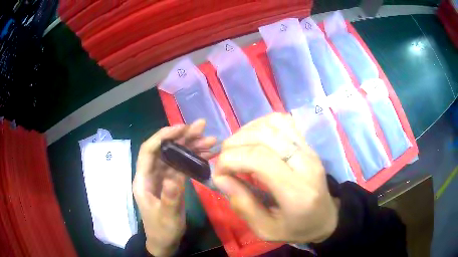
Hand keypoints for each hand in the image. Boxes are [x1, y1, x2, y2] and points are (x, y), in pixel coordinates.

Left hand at [133, 120, 216, 256]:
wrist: (165, 241)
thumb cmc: (162, 229)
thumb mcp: (167, 216)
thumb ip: (170, 198)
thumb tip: (174, 177)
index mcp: (143, 179)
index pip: (149, 151)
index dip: (163, 136)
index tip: (181, 128)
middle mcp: (152, 174)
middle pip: (165, 150)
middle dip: (182, 137)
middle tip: (202, 127)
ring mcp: (163, 177)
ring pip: (176, 156)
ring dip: (192, 146)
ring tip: (211, 140)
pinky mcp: (172, 182)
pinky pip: (183, 166)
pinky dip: (195, 159)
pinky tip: (208, 154)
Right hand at [213, 113, 338, 243]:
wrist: (326, 218)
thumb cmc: (296, 228)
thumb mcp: (265, 230)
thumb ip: (243, 205)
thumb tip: (220, 177)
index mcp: (297, 192)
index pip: (259, 159)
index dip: (230, 160)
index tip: (219, 174)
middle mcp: (306, 164)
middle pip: (263, 136)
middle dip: (234, 144)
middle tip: (224, 162)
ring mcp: (309, 150)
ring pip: (272, 123)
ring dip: (246, 132)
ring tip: (237, 150)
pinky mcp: (308, 144)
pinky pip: (282, 121)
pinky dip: (261, 125)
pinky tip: (254, 140)